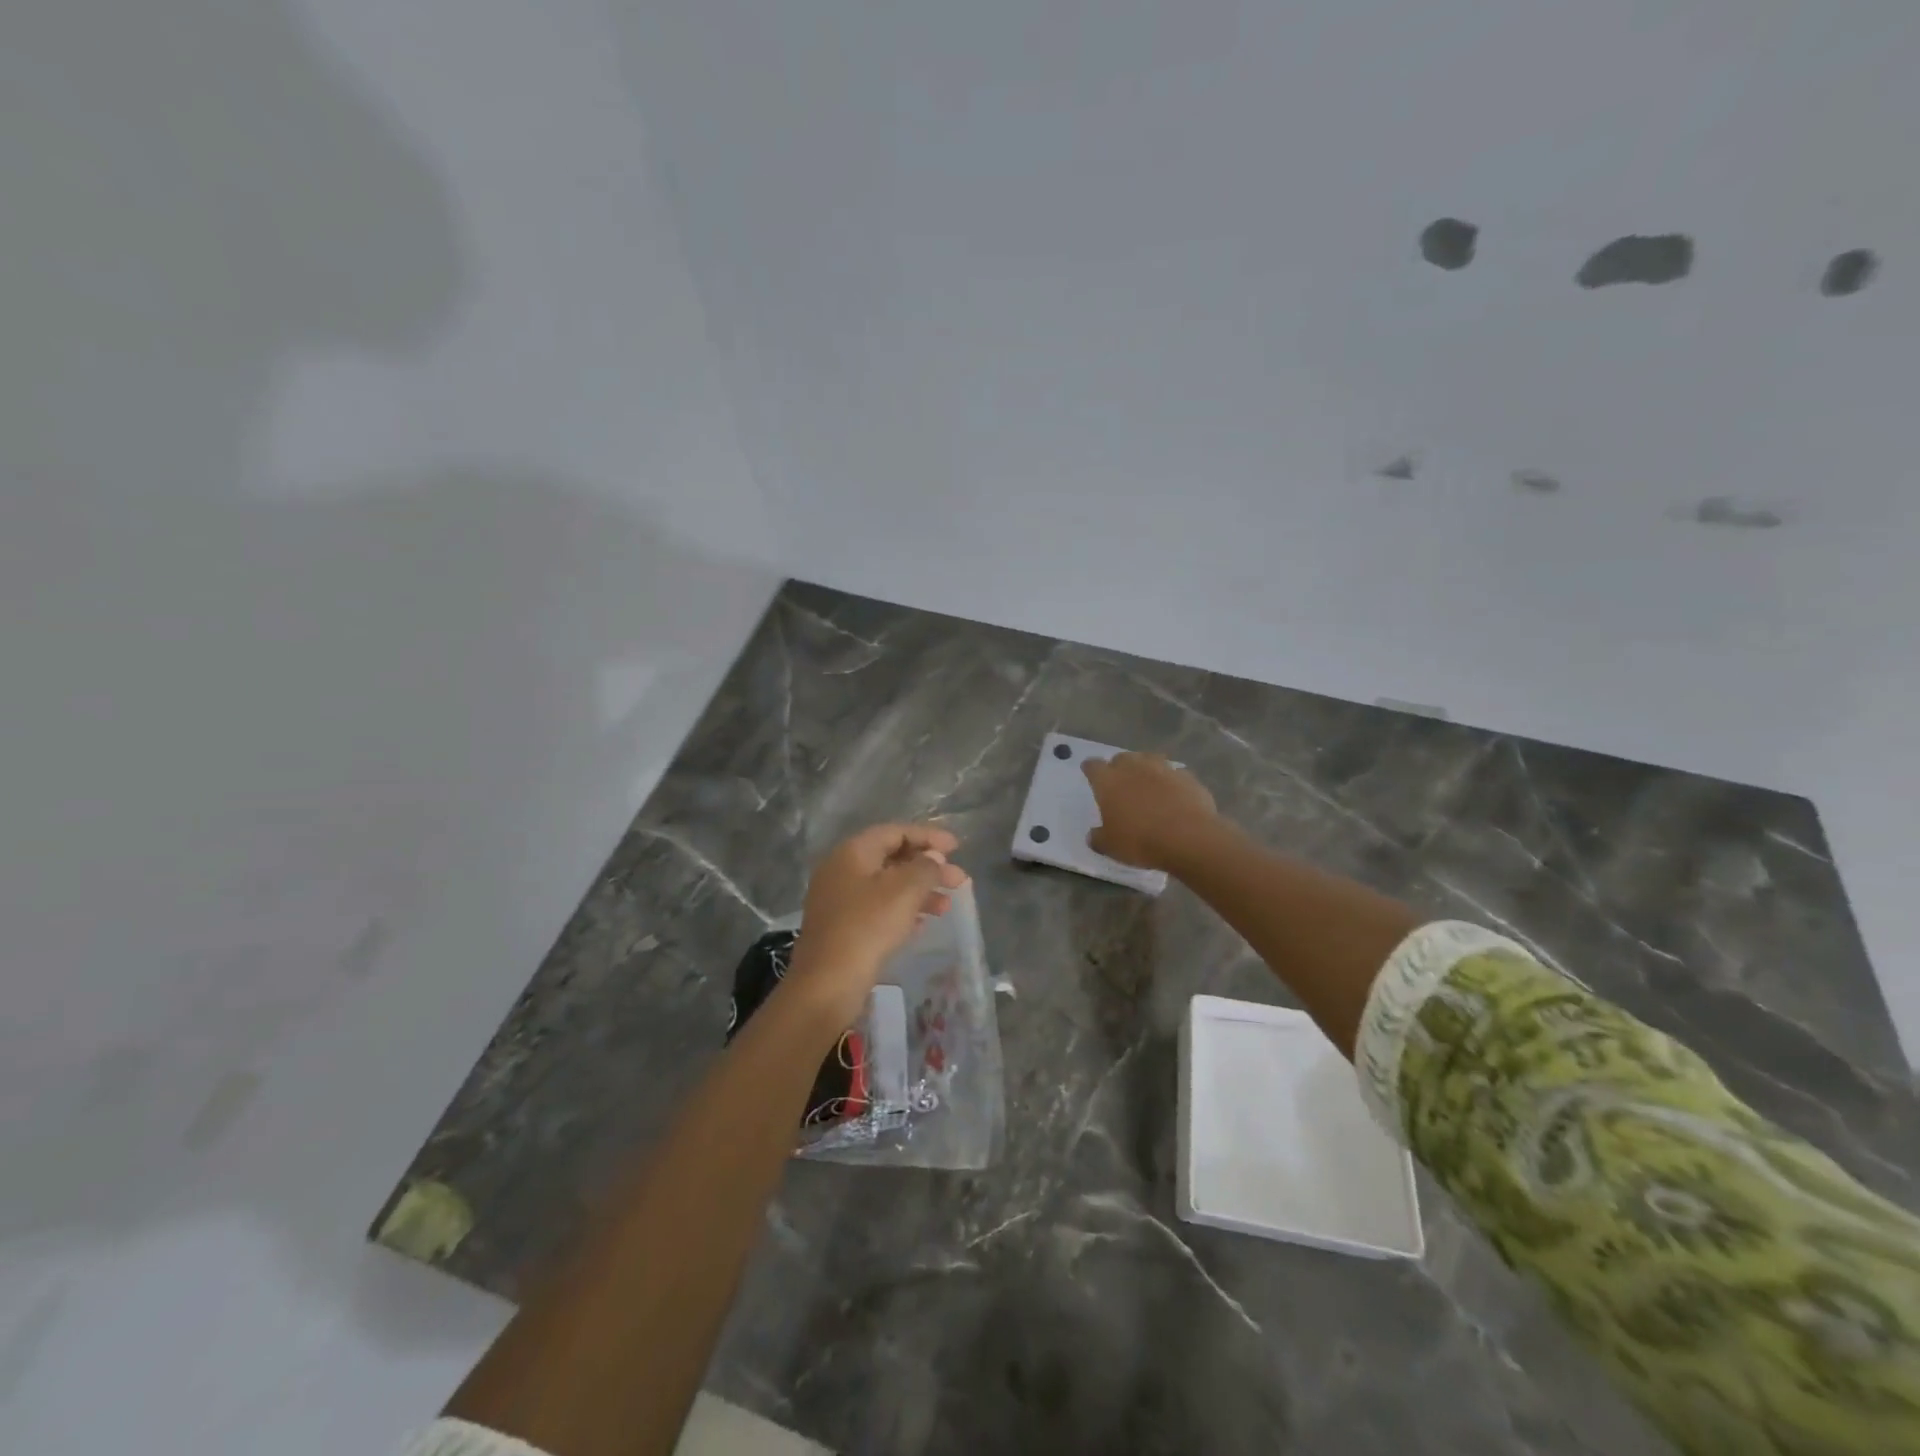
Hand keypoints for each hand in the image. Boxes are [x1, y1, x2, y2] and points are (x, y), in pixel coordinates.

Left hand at [785, 823, 969, 1027]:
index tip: (957, 848)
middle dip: (928, 868)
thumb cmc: (868, 927)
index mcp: (853, 852)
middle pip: (892, 858)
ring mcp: (839, 900)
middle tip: (959, 880)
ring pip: (887, 886)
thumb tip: (934, 858)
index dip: (928, 837)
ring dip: (919, 892)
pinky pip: (878, 909)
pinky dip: (903, 911)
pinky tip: (923, 924)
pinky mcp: (841, 928)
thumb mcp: (905, 890)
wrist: (827, 983)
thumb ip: (926, 867)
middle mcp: (842, 870)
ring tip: (946, 907)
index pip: (895, 832)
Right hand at [1082, 753, 1218, 871]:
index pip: (1093, 766)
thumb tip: (1093, 835)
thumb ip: (1098, 838)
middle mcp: (1134, 767)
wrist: (1189, 839)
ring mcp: (1163, 769)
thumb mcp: (1111, 847)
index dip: (1090, 770)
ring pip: (1150, 759)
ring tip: (1148, 785)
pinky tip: (1175, 796)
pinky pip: (1176, 774)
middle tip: (1121, 784)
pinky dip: (1172, 782)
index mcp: (1109, 781)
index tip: (1089, 773)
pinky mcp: (1188, 777)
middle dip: (1119, 767)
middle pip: (1122, 758)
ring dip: (1146, 769)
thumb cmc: (1141, 841)